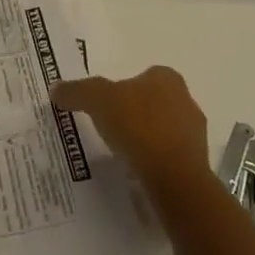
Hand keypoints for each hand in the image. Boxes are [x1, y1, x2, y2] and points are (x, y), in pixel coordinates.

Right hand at [51, 65, 212, 196]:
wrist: (174, 179)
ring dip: (147, 140)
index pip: (143, 76)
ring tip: (122, 153)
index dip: (123, 88)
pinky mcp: (198, 166)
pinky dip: (155, 163)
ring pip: (164, 131)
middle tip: (111, 127)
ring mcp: (196, 135)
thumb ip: (76, 91)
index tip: (107, 105)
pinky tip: (138, 172)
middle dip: (135, 113)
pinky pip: (170, 159)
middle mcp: (186, 101)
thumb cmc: (137, 126)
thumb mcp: (96, 100)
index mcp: (167, 78)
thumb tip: (55, 89)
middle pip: (154, 103)